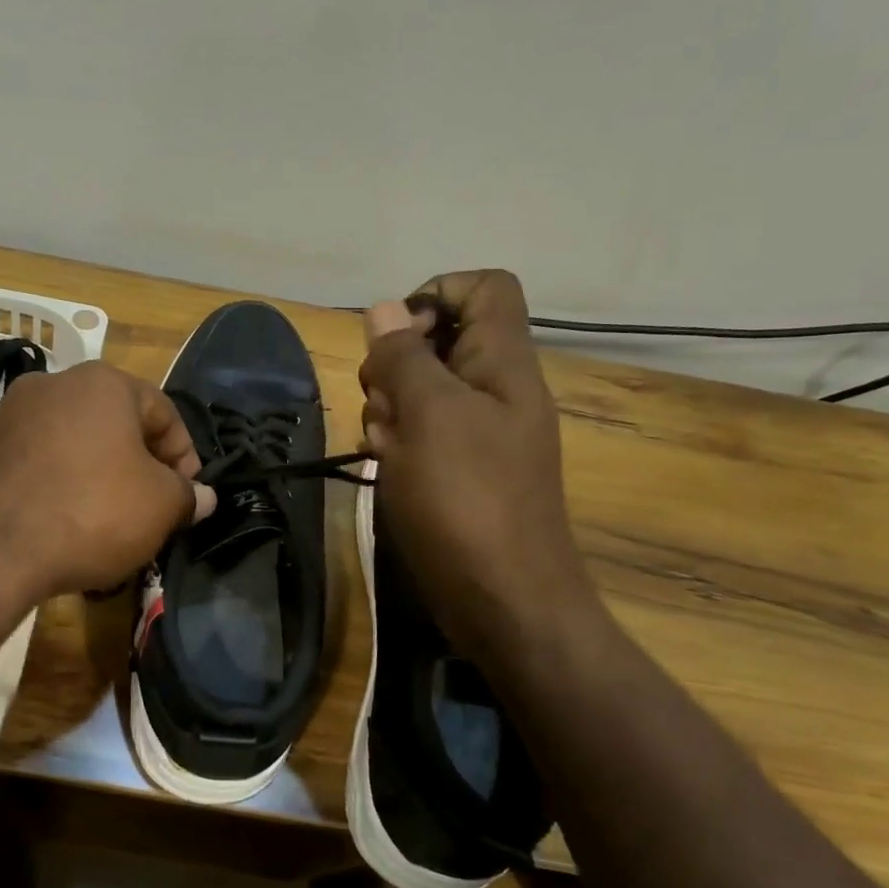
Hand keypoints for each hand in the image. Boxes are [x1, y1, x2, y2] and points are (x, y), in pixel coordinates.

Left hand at [0, 361, 214, 598]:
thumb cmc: (91, 513)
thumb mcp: (159, 507)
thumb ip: (188, 496)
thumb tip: (202, 497)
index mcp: (103, 383)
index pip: (163, 412)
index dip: (185, 456)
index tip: (187, 496)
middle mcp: (52, 384)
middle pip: (114, 424)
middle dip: (137, 465)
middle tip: (148, 509)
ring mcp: (7, 414)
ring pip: (72, 443)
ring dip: (95, 475)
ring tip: (103, 521)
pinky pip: (34, 464)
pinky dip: (54, 486)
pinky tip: (59, 524)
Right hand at [360, 270, 602, 653]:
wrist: (502, 600)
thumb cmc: (467, 499)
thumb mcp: (429, 415)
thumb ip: (405, 356)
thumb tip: (385, 307)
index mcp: (503, 363)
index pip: (485, 288)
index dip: (436, 293)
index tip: (396, 336)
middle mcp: (494, 390)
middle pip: (440, 340)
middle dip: (396, 365)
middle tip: (386, 403)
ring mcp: (477, 434)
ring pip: (420, 391)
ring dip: (389, 409)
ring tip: (386, 446)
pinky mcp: (458, 471)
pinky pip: (420, 436)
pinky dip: (397, 445)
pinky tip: (389, 470)